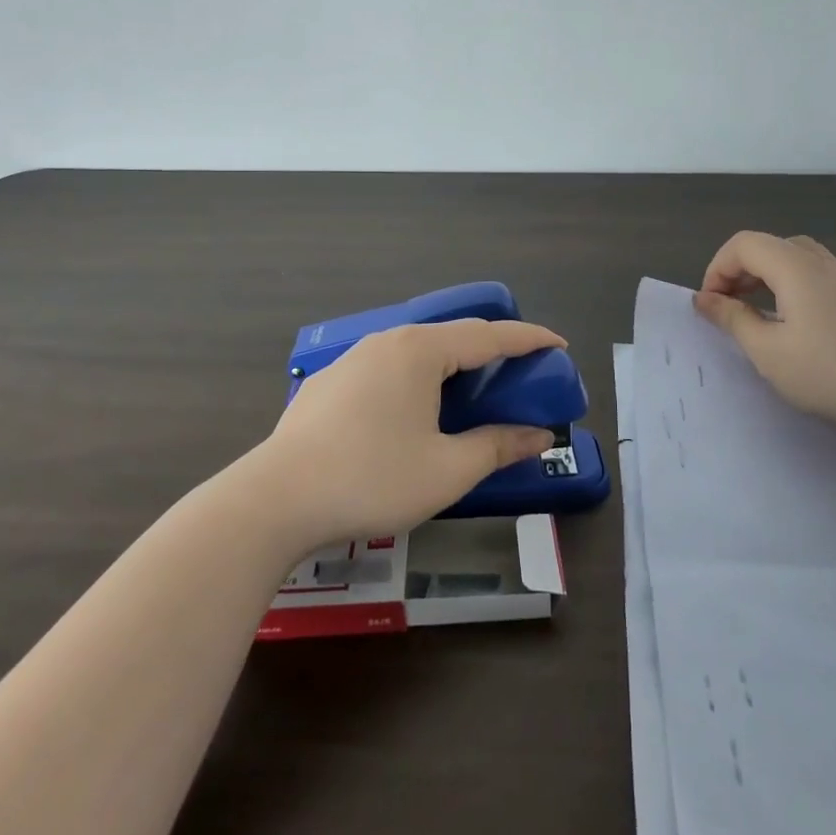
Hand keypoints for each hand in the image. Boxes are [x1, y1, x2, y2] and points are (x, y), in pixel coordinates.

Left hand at [260, 319, 564, 547]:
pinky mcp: (330, 382)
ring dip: (452, 367)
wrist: (276, 499)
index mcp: (421, 351)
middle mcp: (388, 341)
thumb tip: (540, 435)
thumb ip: (497, 446)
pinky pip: (388, 369)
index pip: (489, 335)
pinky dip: (417, 380)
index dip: (529, 339)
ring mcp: (354, 359)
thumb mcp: (447, 470)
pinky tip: (413, 412)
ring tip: (472, 392)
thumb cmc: (372, 479)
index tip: (559, 345)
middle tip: (521, 374)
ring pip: (417, 352)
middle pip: (453, 338)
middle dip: (492, 352)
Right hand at [694, 231, 835, 431]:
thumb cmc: (830, 371)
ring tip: (762, 309)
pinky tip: (808, 310)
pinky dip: (803, 283)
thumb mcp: (767, 351)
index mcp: (792, 266)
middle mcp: (821, 261)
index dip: (718, 269)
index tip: (711, 306)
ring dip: (771, 275)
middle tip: (729, 308)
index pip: (742, 245)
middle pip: (770, 246)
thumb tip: (704, 299)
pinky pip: (826, 274)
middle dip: (741, 271)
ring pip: (799, 257)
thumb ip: (732, 319)